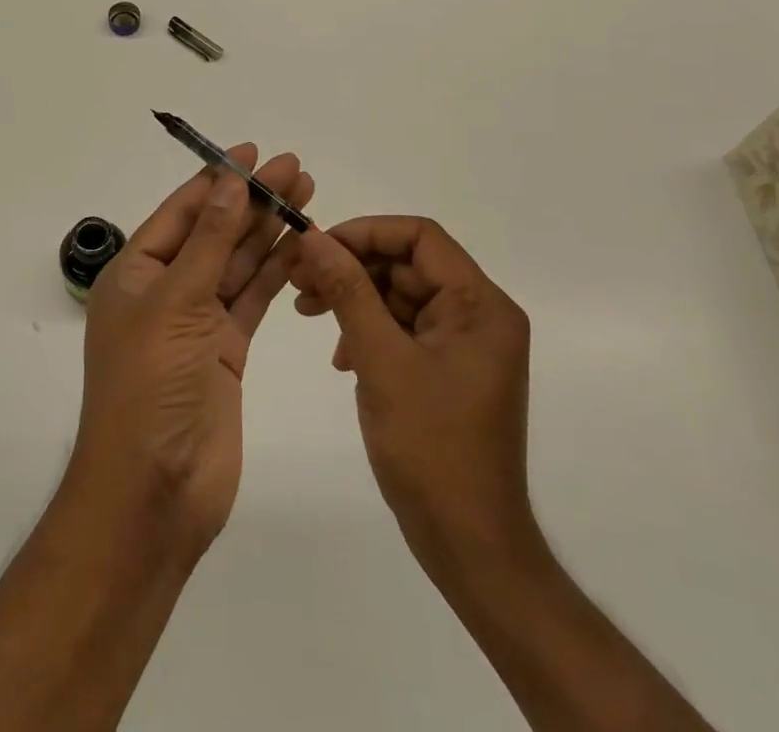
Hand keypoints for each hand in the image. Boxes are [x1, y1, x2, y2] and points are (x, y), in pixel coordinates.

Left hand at [69, 145, 313, 551]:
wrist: (154, 492)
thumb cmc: (149, 386)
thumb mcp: (176, 303)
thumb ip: (209, 242)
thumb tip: (229, 184)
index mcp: (136, 273)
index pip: (181, 212)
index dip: (217, 180)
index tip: (253, 153)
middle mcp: (166, 290)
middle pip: (215, 232)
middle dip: (252, 200)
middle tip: (296, 169)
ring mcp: (197, 321)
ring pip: (237, 263)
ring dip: (269, 230)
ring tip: (307, 194)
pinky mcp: (226, 349)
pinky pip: (253, 298)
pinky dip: (275, 271)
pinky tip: (302, 244)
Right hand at [289, 216, 543, 576]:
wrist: (470, 547)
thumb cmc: (431, 449)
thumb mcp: (381, 361)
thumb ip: (348, 292)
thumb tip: (313, 237)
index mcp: (480, 304)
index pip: (420, 236)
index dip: (365, 232)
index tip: (317, 246)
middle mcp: (479, 314)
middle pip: (408, 264)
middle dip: (351, 267)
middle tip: (298, 279)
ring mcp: (464, 344)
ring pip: (401, 295)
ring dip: (354, 298)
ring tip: (306, 311)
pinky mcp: (448, 369)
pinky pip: (404, 329)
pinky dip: (368, 330)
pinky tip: (340, 357)